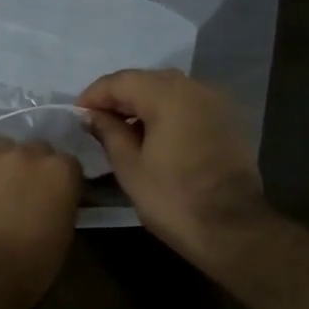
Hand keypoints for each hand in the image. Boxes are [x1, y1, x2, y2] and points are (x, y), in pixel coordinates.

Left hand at [0, 140, 81, 304]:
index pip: (67, 163)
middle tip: (23, 195)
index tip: (54, 198)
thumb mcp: (63, 235)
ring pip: (0, 149)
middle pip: (34, 150)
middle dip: (32, 169)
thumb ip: (62, 203)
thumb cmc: (28, 267)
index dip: (60, 182)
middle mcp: (25, 152)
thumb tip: (54, 197)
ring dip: (1, 166)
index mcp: (59, 170)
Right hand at [77, 69, 272, 270]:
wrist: (232, 228)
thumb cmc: (173, 199)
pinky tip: (154, 135)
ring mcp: (217, 102)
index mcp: (168, 96)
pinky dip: (168, 111)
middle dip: (119, 96)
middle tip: (97, 121)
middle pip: (148, 80)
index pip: (121, 81)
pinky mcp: (228, 120)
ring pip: (171, 90)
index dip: (95, 94)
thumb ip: (109, 132)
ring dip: (144, 102)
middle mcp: (195, 88)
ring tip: (123, 129)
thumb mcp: (130, 167)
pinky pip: (190, 104)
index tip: (77, 113)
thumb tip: (92, 115)